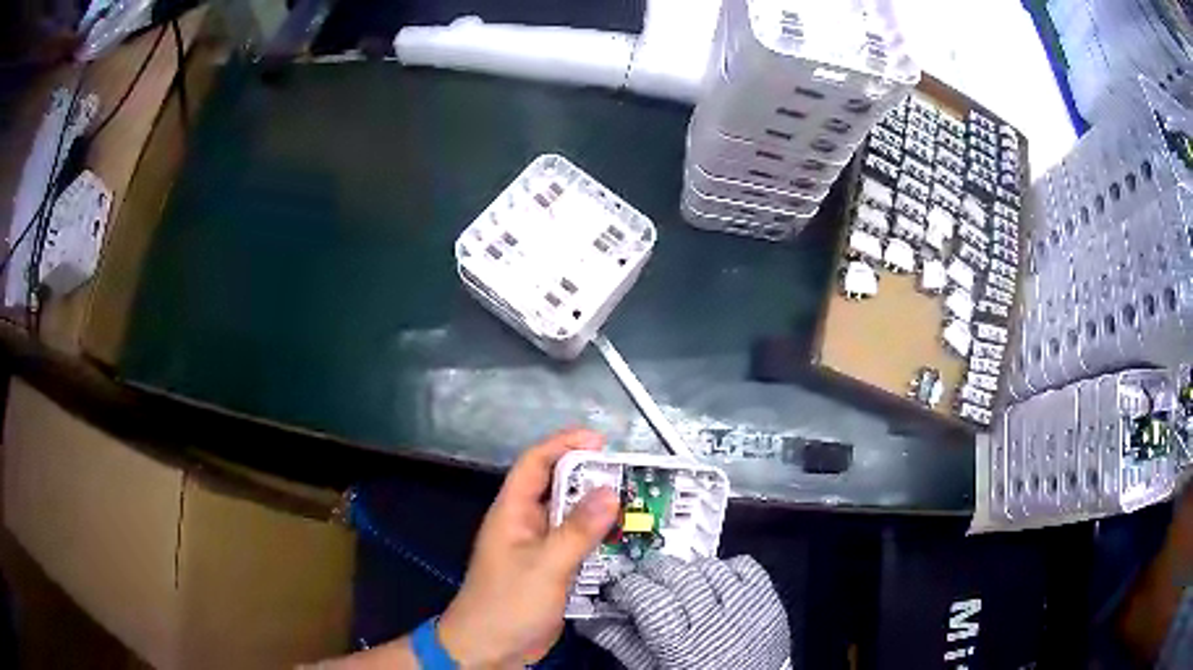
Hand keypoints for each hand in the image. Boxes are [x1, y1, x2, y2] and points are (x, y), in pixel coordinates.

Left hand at [438, 429, 619, 667]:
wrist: (490, 648)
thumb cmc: (508, 603)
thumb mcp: (545, 565)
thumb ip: (578, 530)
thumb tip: (611, 491)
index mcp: (512, 512)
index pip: (535, 463)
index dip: (564, 444)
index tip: (601, 441)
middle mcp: (525, 523)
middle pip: (558, 488)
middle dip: (591, 478)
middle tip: (631, 477)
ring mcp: (539, 548)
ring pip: (571, 518)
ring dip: (599, 511)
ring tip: (636, 506)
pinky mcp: (551, 570)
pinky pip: (577, 544)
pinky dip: (599, 539)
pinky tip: (624, 540)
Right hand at [578, 555, 790, 669]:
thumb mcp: (652, 669)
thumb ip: (621, 643)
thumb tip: (588, 621)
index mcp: (681, 644)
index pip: (647, 597)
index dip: (628, 587)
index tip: (620, 589)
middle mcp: (713, 621)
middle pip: (676, 575)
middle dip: (653, 573)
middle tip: (647, 583)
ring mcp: (744, 606)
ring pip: (707, 567)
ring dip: (688, 571)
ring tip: (682, 587)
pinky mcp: (766, 597)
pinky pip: (743, 564)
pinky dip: (726, 568)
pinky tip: (717, 583)